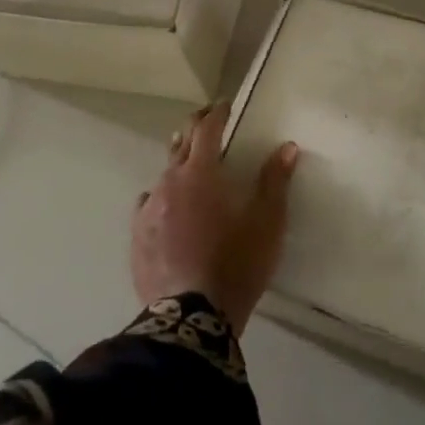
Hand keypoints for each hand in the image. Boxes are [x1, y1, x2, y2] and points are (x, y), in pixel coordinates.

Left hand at [131, 100, 298, 336]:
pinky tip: (165, 206)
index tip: (225, 105)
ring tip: (188, 163)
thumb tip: (287, 147)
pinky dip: (161, 197)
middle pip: (182, 144)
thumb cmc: (236, 263)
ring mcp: (148, 210)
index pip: (207, 130)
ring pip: (163, 174)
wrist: (191, 319)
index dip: (217, 114)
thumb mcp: (267, 223)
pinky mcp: (137, 237)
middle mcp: (169, 183)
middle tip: (208, 120)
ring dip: (178, 163)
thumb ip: (275, 181)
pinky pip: (148, 205)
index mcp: (201, 174)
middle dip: (196, 128)